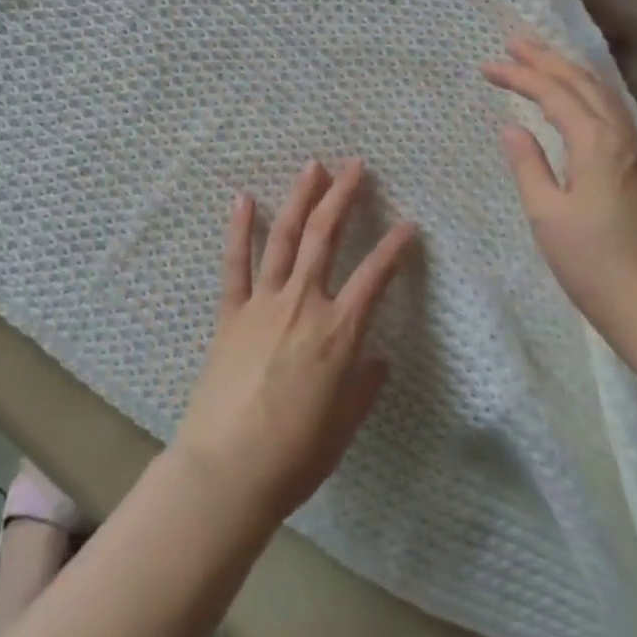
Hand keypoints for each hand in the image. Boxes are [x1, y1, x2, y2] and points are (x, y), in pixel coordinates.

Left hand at [174, 160, 416, 526]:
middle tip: (355, 166)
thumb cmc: (295, 455)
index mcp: (338, 332)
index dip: (395, 247)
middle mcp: (303, 303)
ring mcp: (262, 303)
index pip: (375, 276)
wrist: (227, 470)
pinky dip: (238, 229)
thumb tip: (378, 358)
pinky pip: (234, 263)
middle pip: (325, 236)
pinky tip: (242, 198)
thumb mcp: (344, 424)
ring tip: (312, 167)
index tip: (409, 224)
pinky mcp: (230, 313)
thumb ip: (364, 385)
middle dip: (343, 196)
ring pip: (283, 237)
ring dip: (299, 198)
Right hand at [482, 36, 636, 356]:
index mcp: (597, 145)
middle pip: (584, 84)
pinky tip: (577, 101)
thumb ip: (528, 165)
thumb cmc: (594, 265)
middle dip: (548, 58)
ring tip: (542, 58)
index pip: (554, 95)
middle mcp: (622, 139)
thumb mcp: (547, 215)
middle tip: (515, 40)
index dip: (520, 76)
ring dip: (571, 72)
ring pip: (603, 96)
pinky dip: (588, 94)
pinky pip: (612, 114)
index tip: (487, 65)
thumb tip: (513, 127)